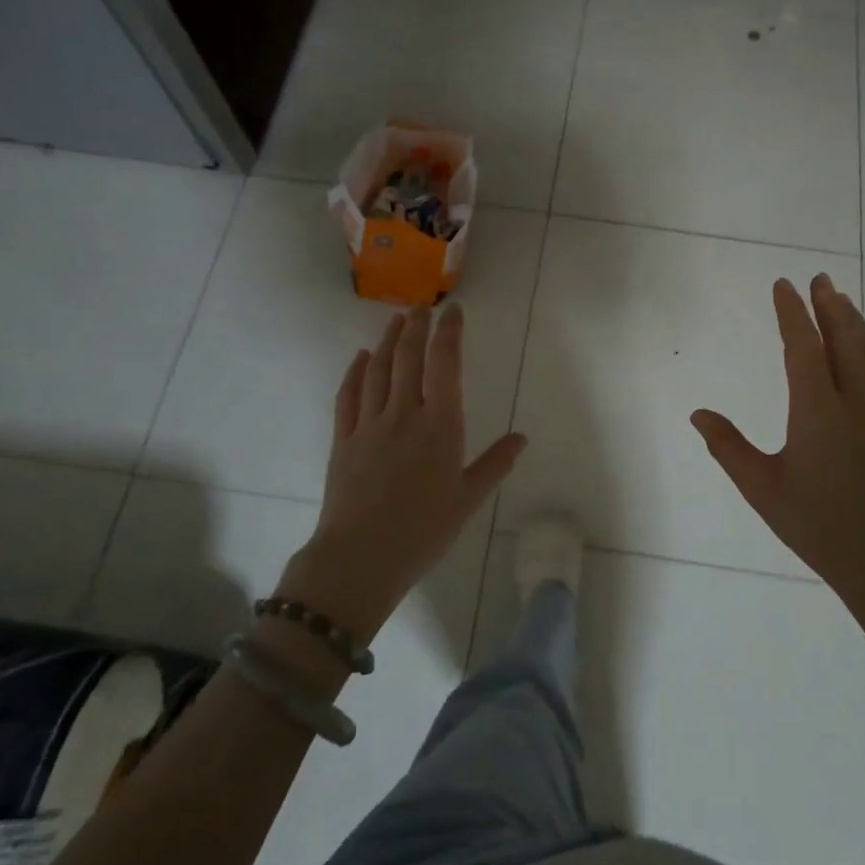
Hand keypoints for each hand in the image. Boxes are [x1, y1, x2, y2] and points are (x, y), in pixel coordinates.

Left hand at [277, 305, 526, 644]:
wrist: (361, 558)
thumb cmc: (423, 531)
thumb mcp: (468, 499)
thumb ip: (495, 464)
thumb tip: (521, 438)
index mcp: (440, 426)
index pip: (446, 365)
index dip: (449, 333)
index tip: (454, 311)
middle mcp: (404, 414)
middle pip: (409, 358)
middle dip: (416, 327)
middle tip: (422, 307)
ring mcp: (369, 424)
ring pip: (377, 370)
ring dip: (387, 341)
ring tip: (395, 320)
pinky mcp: (343, 439)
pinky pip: (348, 396)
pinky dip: (354, 372)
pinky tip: (359, 358)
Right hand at [691, 274, 864, 612]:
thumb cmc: (817, 525)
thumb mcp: (762, 488)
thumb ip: (728, 447)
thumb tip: (698, 414)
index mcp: (817, 412)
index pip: (804, 347)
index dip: (792, 313)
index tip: (784, 286)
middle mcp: (855, 401)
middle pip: (844, 340)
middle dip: (830, 305)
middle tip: (819, 277)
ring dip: (855, 322)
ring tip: (841, 299)